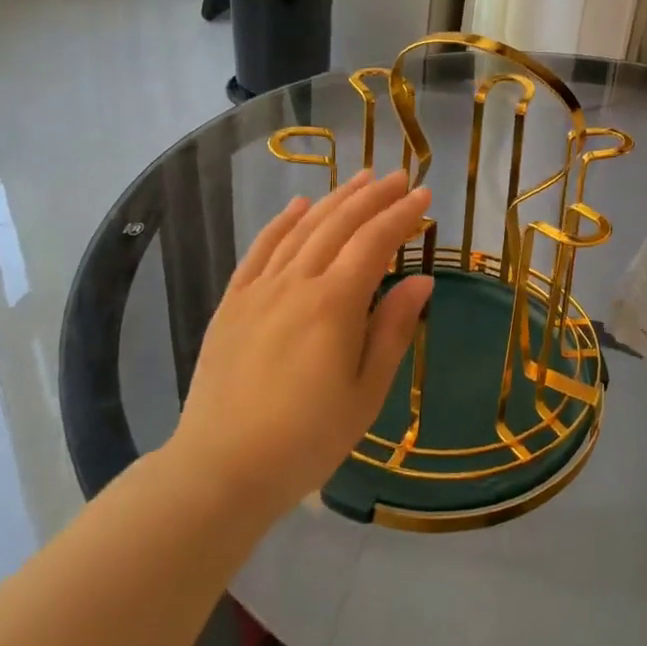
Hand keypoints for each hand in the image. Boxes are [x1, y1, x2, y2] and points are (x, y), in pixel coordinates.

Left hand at [169, 170, 434, 521]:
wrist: (221, 468)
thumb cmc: (307, 439)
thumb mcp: (366, 393)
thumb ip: (392, 330)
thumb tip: (421, 281)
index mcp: (333, 304)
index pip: (374, 242)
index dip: (401, 214)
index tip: (424, 195)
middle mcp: (295, 283)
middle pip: (339, 224)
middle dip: (372, 196)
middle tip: (398, 176)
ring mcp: (258, 290)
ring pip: (301, 229)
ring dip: (334, 199)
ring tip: (359, 178)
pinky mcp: (232, 303)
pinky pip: (259, 249)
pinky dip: (282, 222)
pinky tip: (298, 205)